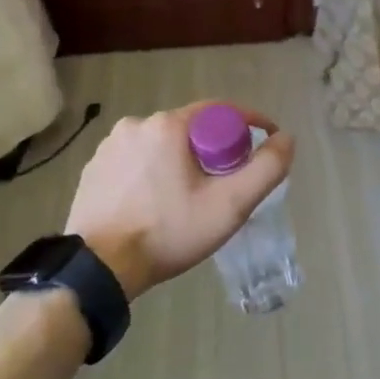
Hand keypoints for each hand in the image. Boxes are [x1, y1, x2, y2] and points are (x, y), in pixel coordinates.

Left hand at [64, 103, 294, 300]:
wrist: (100, 268)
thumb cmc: (169, 232)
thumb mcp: (229, 205)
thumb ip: (265, 169)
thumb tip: (286, 138)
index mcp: (167, 124)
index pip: (219, 110)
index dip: (248, 125)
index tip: (264, 144)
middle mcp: (135, 124)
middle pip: (190, 128)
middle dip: (213, 149)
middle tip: (226, 182)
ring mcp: (109, 146)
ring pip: (161, 144)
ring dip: (180, 161)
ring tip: (189, 197)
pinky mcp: (93, 168)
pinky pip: (135, 160)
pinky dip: (152, 173)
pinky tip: (155, 203)